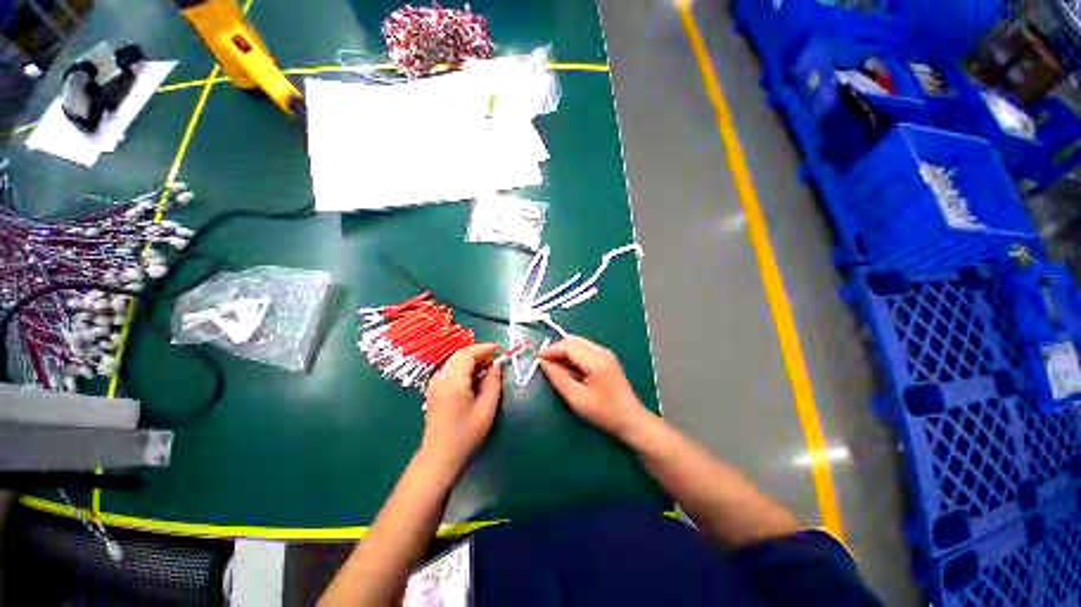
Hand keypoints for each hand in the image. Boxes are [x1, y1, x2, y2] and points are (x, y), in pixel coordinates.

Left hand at [421, 343, 502, 471]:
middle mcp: (440, 378)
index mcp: (453, 381)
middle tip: (495, 362)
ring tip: (487, 371)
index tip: (499, 349)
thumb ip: (493, 383)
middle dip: (479, 354)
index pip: (467, 353)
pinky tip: (474, 380)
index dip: (484, 348)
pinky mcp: (434, 390)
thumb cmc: (466, 434)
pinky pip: (451, 371)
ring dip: (472, 361)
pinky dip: (464, 369)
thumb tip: (496, 366)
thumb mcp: (486, 408)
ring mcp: (435, 384)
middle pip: (460, 355)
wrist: (439, 456)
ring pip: (455, 362)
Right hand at [538, 336, 651, 439]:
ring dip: (565, 351)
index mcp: (595, 360)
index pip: (568, 346)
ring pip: (579, 343)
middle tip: (544, 362)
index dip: (550, 350)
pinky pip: (585, 349)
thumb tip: (544, 363)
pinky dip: (573, 355)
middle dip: (557, 348)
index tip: (537, 358)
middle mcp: (601, 351)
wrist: (631, 419)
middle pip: (573, 340)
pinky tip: (569, 368)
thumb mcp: (576, 397)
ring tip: (554, 366)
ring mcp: (606, 353)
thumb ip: (558, 377)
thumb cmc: (604, 412)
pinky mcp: (607, 358)